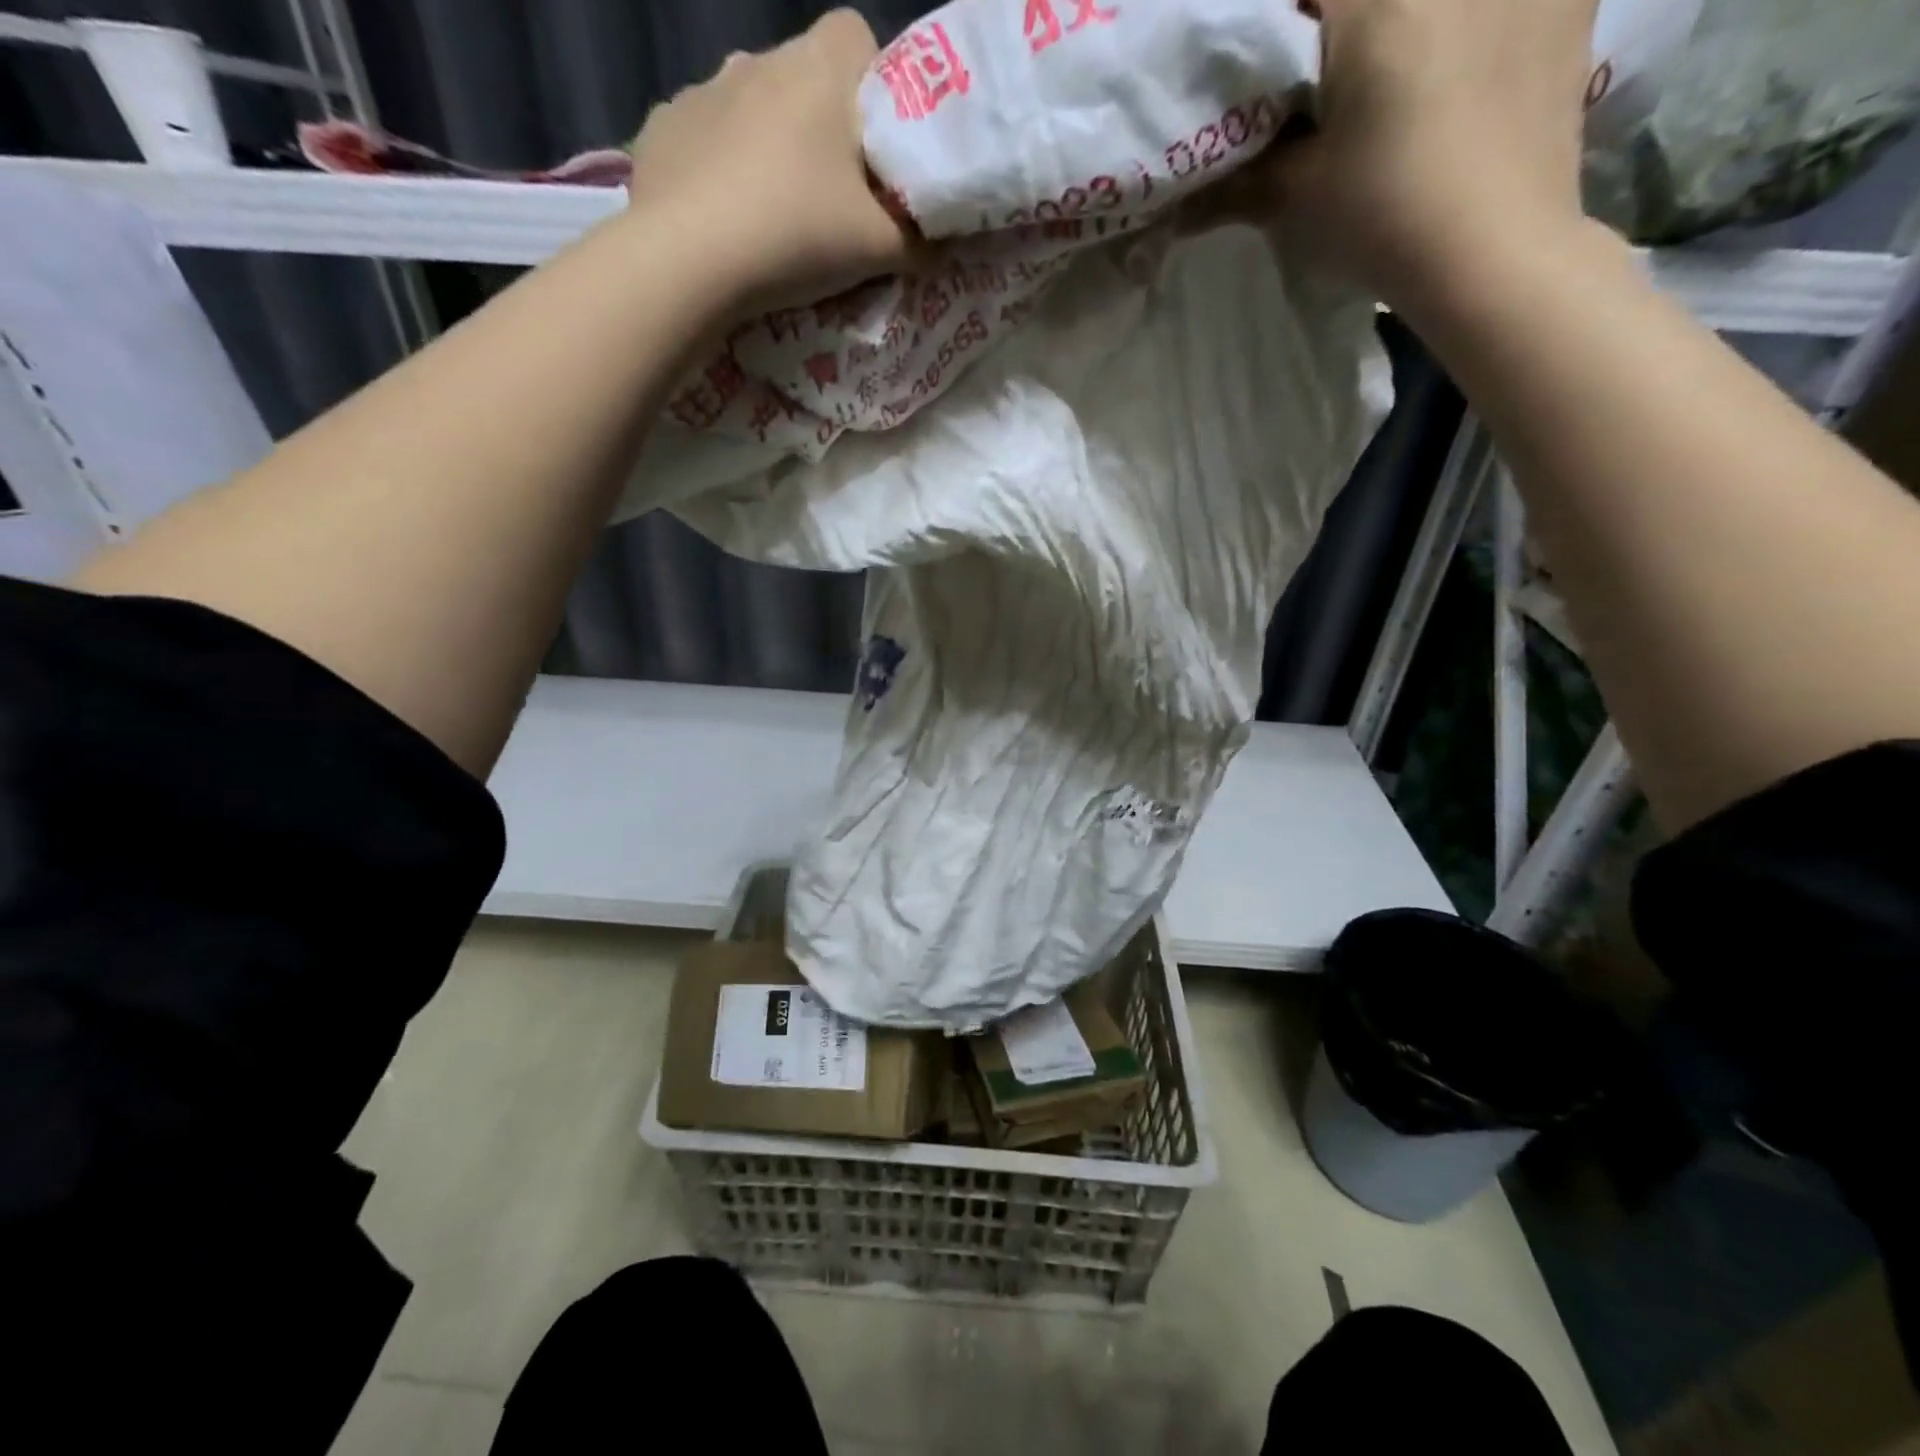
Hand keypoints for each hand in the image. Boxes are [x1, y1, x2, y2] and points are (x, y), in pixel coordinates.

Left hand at [624, 10, 915, 312]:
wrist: (688, 259)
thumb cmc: (796, 234)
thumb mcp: (878, 249)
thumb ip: (918, 241)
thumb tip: (939, 243)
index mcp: (819, 67)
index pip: (861, 41)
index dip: (876, 95)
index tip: (878, 157)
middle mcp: (758, 58)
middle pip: (805, 83)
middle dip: (823, 133)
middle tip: (832, 202)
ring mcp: (702, 89)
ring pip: (753, 112)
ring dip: (769, 151)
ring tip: (773, 218)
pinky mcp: (662, 128)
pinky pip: (706, 142)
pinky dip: (720, 173)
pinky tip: (725, 221)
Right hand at [1235, 0, 1601, 312]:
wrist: (1495, 254)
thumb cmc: (1384, 216)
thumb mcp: (1297, 198)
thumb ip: (1237, 183)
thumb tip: (1176, 208)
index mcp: (1375, 0)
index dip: (1276, 25)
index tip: (1269, 66)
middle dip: (1341, 23)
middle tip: (1327, 76)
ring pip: (1429, 3)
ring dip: (1408, 26)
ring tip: (1398, 76)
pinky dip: (1477, 19)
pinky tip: (1468, 55)